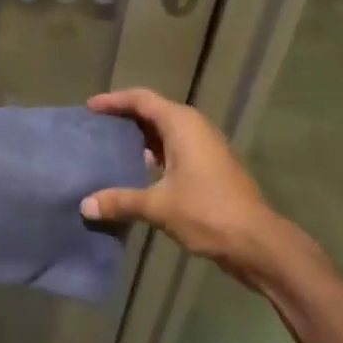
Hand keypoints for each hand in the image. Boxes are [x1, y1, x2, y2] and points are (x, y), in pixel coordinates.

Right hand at [79, 88, 299, 280]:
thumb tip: (85, 206)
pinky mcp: (210, 166)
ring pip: (165, 131)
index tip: (90, 107)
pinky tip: (137, 171)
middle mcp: (194, 127)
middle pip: (153, 111)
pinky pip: (175, 148)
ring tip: (110, 146)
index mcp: (182, 124)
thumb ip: (121, 201)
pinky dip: (154, 153)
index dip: (114, 100)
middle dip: (125, 117)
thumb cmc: (208, 212)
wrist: (258, 242)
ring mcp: (205, 146)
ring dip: (140, 137)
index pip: (141, 99)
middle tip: (96, 126)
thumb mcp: (159, 206)